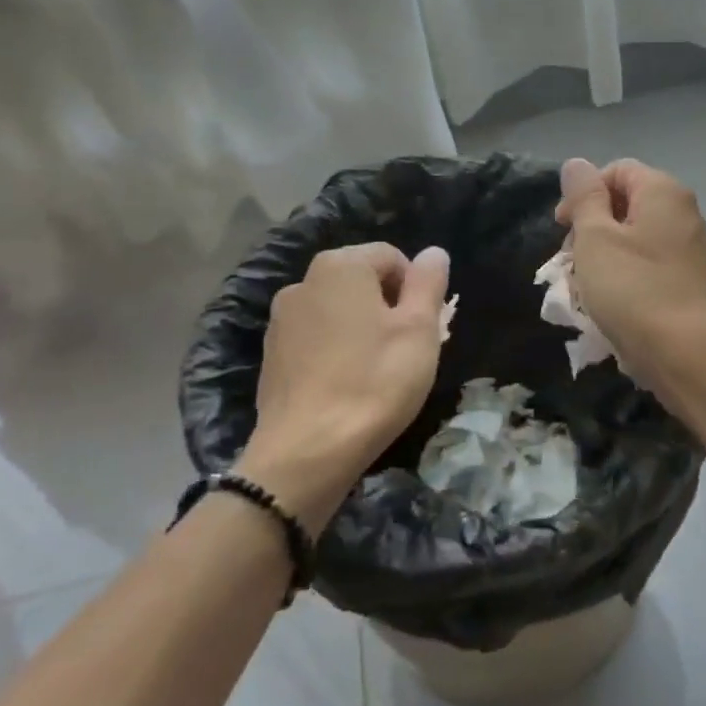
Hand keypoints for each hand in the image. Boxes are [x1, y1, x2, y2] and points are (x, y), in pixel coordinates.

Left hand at [238, 242, 448, 532]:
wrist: (307, 452)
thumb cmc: (375, 381)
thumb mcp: (419, 329)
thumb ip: (428, 283)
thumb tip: (434, 252)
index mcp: (341, 266)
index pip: (392, 257)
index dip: (416, 288)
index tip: (423, 327)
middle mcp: (303, 282)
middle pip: (362, 282)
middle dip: (389, 307)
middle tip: (408, 349)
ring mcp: (281, 320)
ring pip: (338, 311)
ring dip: (362, 329)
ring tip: (378, 370)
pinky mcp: (271, 355)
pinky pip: (316, 338)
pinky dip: (336, 351)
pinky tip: (348, 385)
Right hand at [555, 157, 705, 395]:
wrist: (687, 354)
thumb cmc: (634, 289)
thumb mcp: (596, 238)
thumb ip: (584, 197)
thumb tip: (577, 164)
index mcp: (663, 191)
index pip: (616, 170)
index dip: (583, 193)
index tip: (562, 227)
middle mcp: (683, 212)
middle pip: (627, 203)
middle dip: (591, 226)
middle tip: (570, 260)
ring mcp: (690, 248)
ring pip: (635, 237)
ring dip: (604, 254)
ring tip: (585, 286)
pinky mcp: (689, 281)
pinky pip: (649, 264)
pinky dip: (625, 274)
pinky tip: (609, 302)